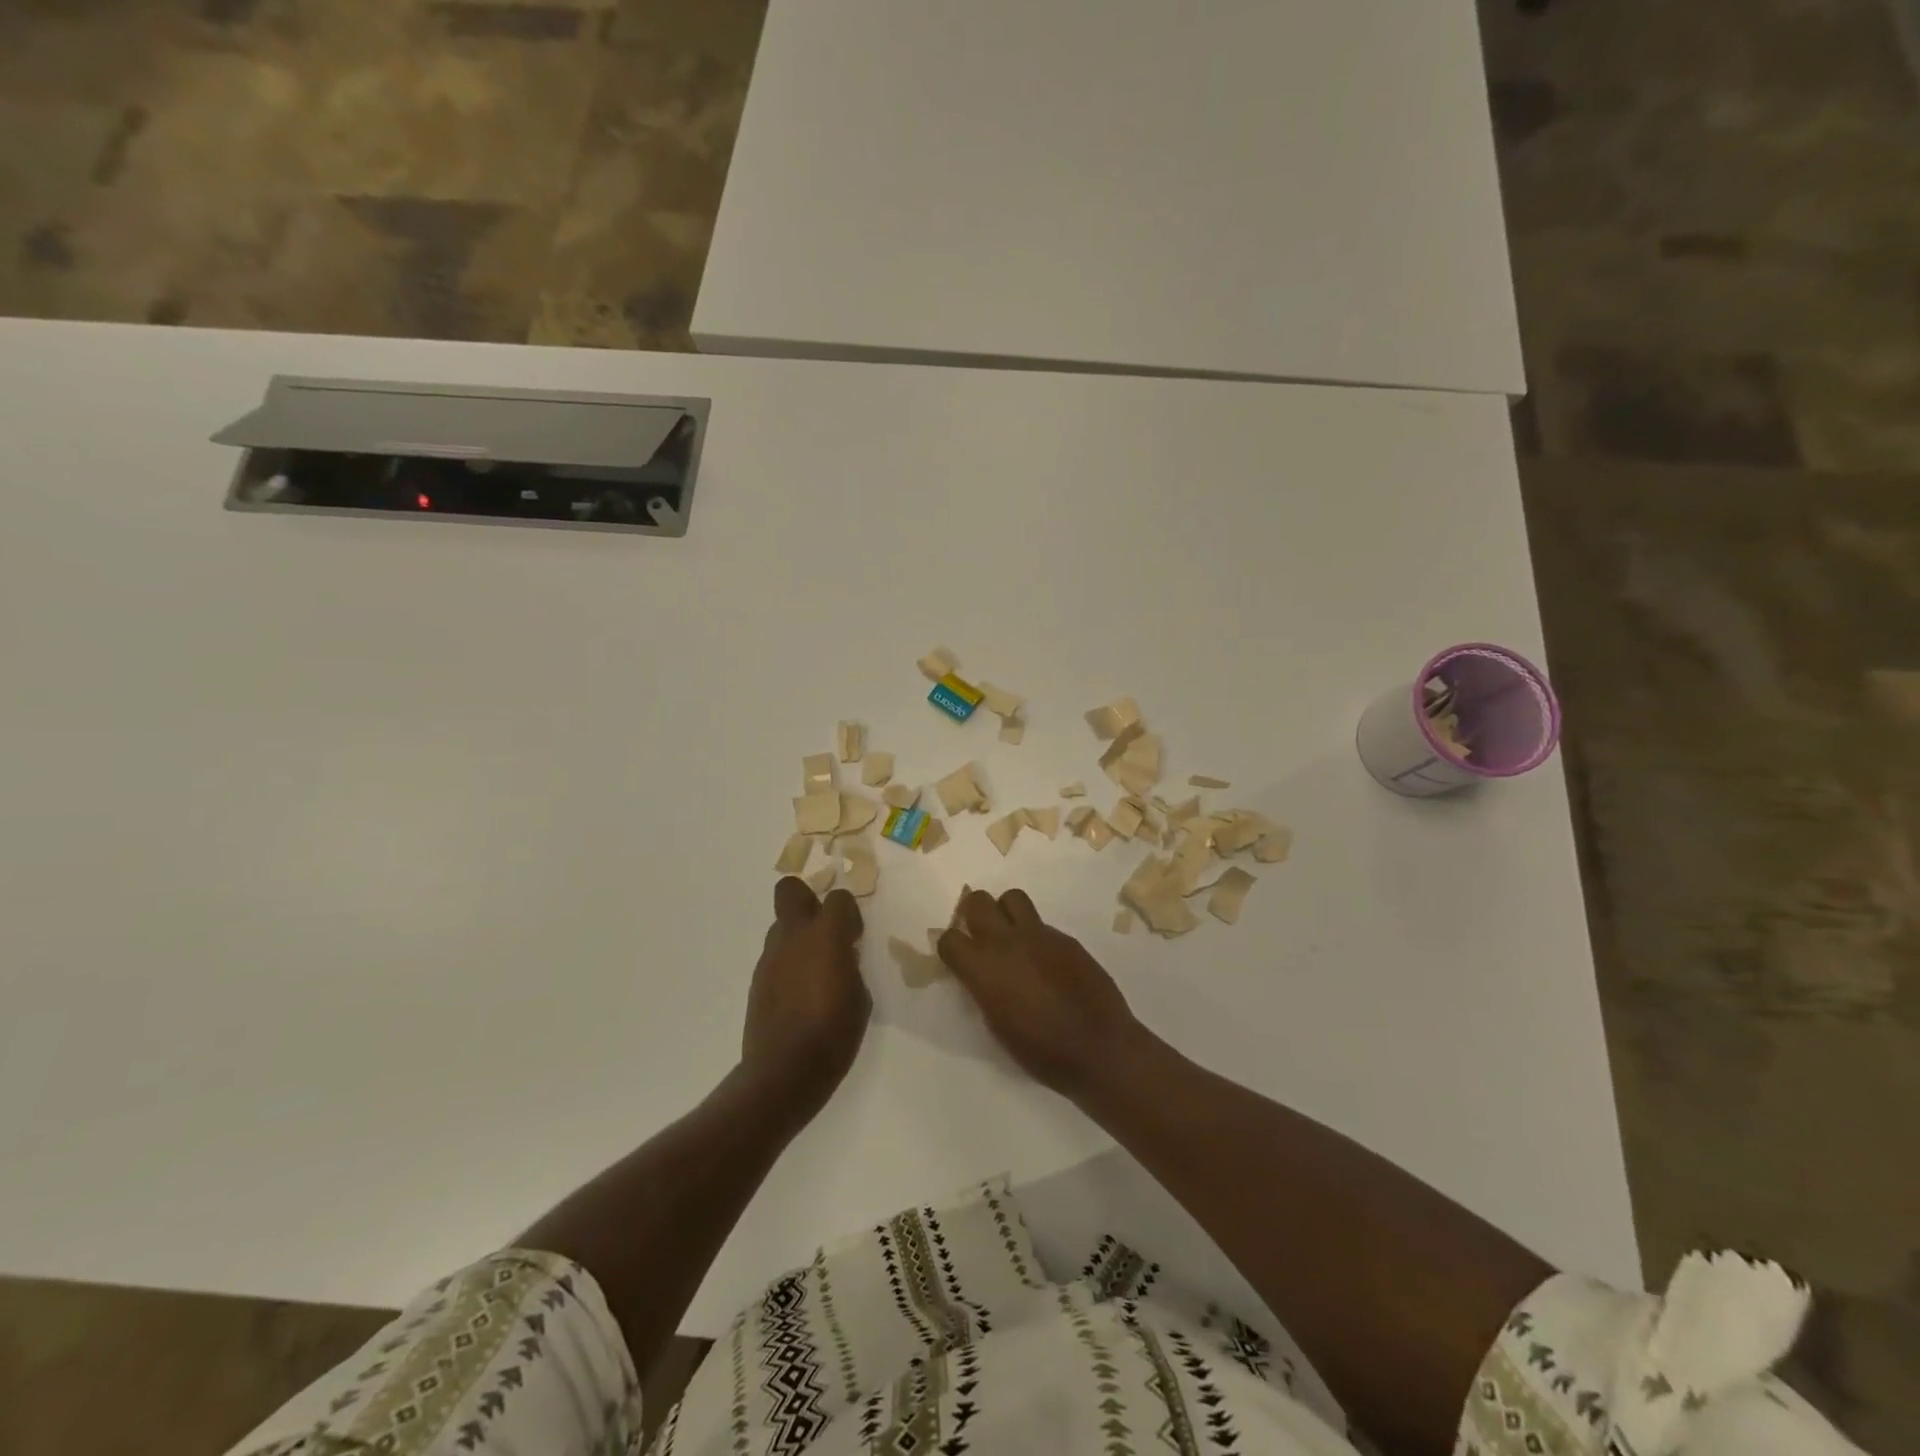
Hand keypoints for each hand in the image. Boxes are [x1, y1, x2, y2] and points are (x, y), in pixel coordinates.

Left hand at [743, 878, 870, 1118]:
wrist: (784, 1072)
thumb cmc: (834, 1033)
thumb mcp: (860, 997)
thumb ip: (850, 966)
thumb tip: (842, 958)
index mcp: (826, 936)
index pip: (839, 898)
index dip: (849, 913)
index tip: (855, 937)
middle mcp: (793, 937)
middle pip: (790, 890)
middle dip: (807, 900)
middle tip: (824, 931)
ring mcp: (770, 958)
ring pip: (781, 927)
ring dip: (797, 938)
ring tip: (813, 972)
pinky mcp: (756, 981)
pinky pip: (774, 958)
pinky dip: (787, 965)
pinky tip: (798, 995)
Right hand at [937, 889, 1142, 1097]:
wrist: (1098, 1047)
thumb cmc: (1041, 1051)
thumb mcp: (997, 1024)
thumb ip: (984, 988)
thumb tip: (982, 975)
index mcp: (983, 968)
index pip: (949, 938)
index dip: (951, 947)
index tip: (958, 958)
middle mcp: (1007, 942)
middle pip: (977, 901)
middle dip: (973, 913)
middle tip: (980, 933)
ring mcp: (1039, 935)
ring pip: (1012, 897)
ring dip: (1005, 912)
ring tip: (1012, 936)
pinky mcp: (1065, 938)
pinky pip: (1041, 924)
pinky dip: (1035, 935)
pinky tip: (1046, 961)